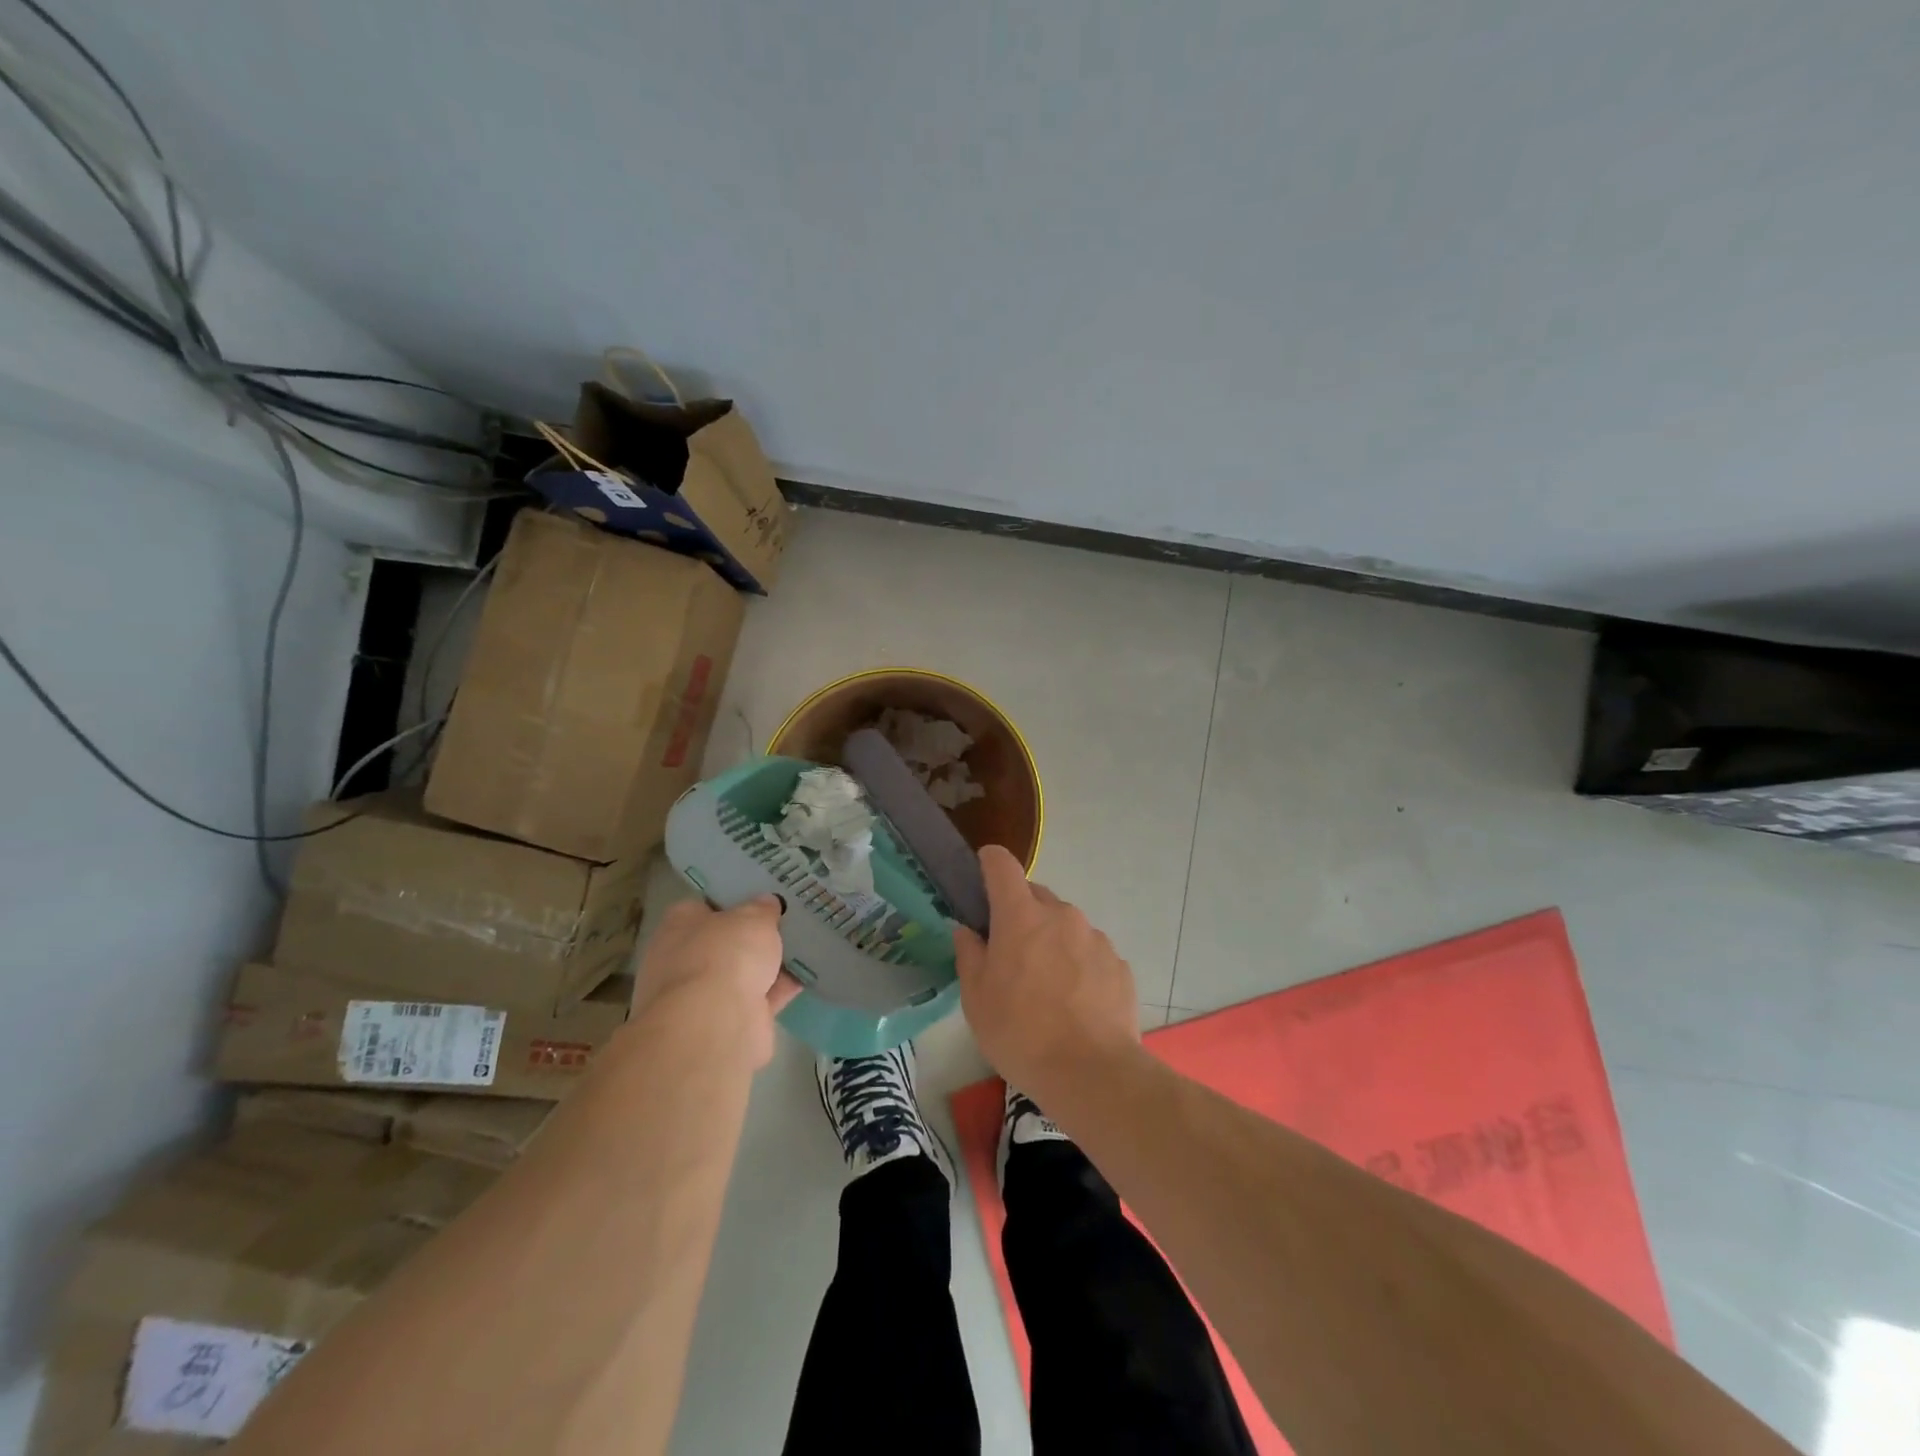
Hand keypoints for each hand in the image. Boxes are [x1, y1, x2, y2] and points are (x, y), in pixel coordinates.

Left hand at [634, 897, 798, 1066]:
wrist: (715, 1025)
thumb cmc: (725, 955)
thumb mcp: (752, 917)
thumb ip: (762, 909)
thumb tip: (767, 903)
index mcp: (679, 927)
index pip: (704, 906)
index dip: (733, 900)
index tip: (761, 895)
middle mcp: (684, 961)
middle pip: (725, 941)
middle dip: (753, 936)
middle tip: (788, 919)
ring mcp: (703, 996)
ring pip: (743, 972)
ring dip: (770, 964)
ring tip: (807, 943)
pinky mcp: (727, 1023)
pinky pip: (760, 998)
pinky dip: (781, 988)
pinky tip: (810, 974)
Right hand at [953, 846, 1141, 1102]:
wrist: (1092, 1074)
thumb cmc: (1020, 1033)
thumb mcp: (976, 999)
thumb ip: (969, 954)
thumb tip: (967, 930)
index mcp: (1021, 915)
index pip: (1002, 864)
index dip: (989, 863)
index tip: (981, 877)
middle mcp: (1061, 914)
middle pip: (1035, 895)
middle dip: (1020, 912)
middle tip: (1009, 952)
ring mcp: (1095, 937)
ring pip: (1065, 924)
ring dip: (1051, 940)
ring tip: (1046, 986)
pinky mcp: (1119, 963)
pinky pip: (1090, 951)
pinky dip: (1078, 964)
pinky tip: (1075, 1003)